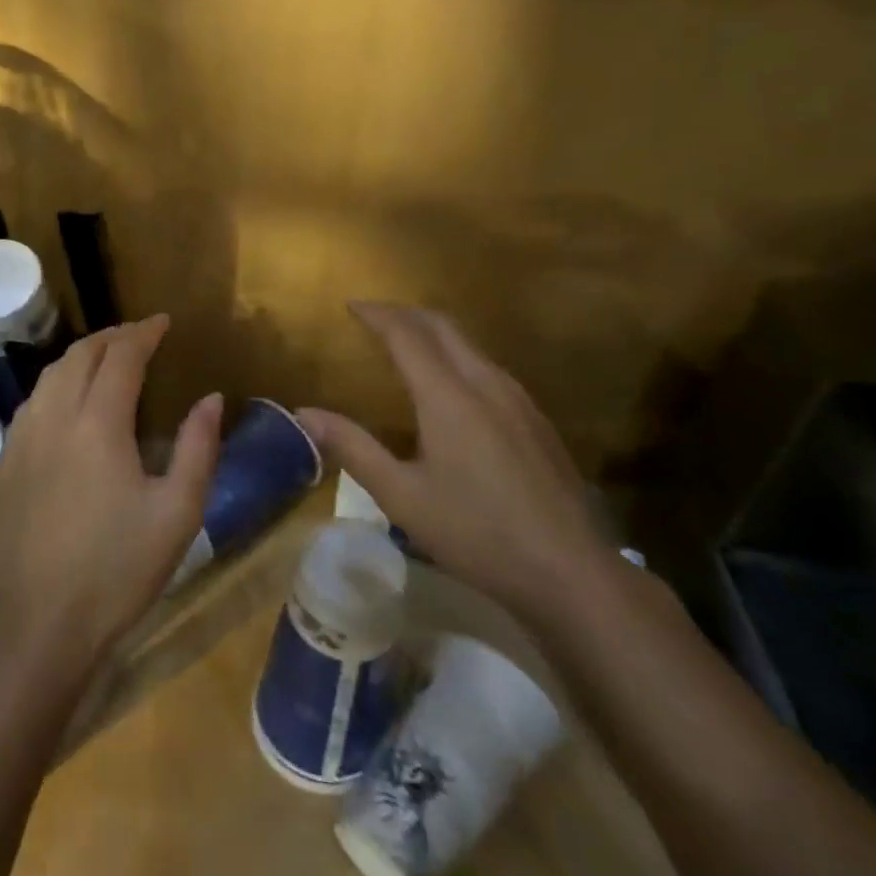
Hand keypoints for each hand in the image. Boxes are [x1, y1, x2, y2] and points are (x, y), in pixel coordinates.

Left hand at [0, 315, 223, 677]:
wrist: (42, 624)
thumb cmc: (119, 570)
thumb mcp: (178, 512)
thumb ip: (198, 447)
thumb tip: (211, 398)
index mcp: (97, 424)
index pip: (121, 357)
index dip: (143, 333)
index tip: (163, 322)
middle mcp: (52, 418)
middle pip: (80, 355)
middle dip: (112, 337)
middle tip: (138, 336)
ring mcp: (20, 440)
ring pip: (49, 376)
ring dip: (81, 358)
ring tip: (106, 361)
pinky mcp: (4, 464)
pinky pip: (31, 404)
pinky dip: (56, 386)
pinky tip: (68, 404)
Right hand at [296, 302, 609, 619]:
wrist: (570, 571)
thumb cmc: (476, 532)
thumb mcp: (401, 496)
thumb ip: (353, 448)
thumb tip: (304, 413)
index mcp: (448, 396)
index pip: (407, 334)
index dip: (377, 315)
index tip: (351, 305)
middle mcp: (486, 383)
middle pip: (443, 327)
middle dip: (405, 313)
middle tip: (374, 316)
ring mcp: (518, 400)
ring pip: (470, 345)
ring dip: (434, 332)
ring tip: (406, 342)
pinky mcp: (537, 420)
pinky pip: (489, 367)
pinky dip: (457, 355)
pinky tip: (451, 386)